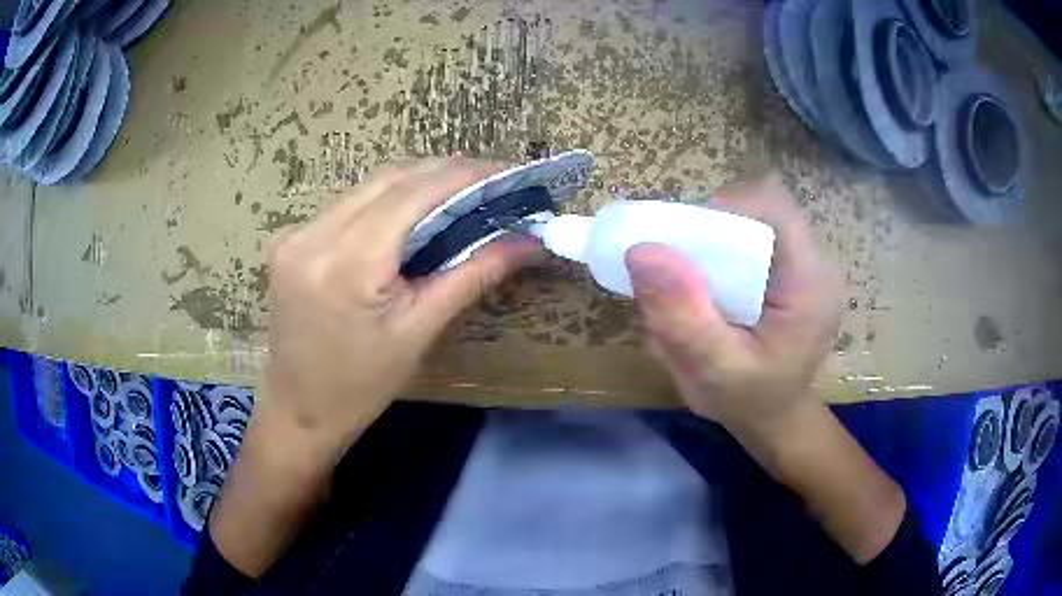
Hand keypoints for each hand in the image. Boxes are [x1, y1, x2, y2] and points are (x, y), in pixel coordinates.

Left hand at [262, 157, 543, 458]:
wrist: (299, 411)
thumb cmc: (362, 386)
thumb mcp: (419, 332)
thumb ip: (472, 275)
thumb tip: (527, 242)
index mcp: (347, 264)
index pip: (413, 194)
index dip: (463, 175)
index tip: (504, 172)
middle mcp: (313, 235)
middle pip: (389, 180)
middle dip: (442, 173)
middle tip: (488, 182)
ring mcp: (296, 234)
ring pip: (366, 188)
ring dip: (414, 185)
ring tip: (458, 195)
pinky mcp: (291, 241)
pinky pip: (347, 206)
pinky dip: (385, 202)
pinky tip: (410, 216)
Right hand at [625, 173, 844, 437]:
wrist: (774, 418)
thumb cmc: (749, 400)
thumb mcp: (712, 369)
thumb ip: (682, 317)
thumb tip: (643, 251)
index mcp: (811, 283)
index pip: (773, 207)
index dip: (726, 209)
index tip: (687, 243)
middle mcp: (818, 264)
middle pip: (763, 211)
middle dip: (716, 229)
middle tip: (684, 269)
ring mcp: (809, 266)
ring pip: (757, 221)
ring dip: (719, 240)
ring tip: (697, 282)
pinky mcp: (796, 271)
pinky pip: (758, 239)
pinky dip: (727, 252)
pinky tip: (714, 287)